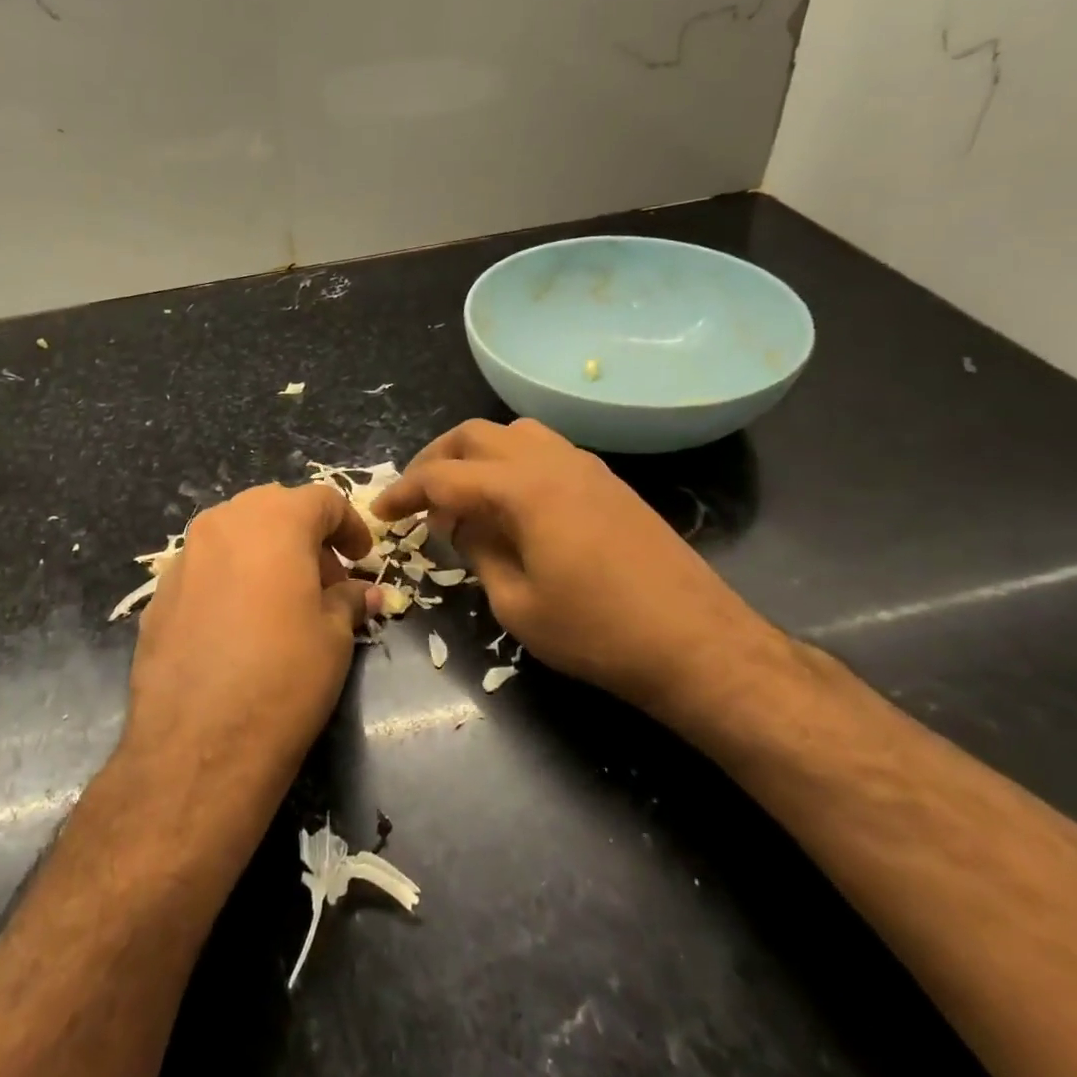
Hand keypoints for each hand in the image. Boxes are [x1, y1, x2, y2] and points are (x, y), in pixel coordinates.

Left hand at [125, 483, 379, 796]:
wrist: (198, 744)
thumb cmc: (284, 678)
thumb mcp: (334, 637)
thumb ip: (348, 600)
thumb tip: (362, 593)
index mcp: (274, 520)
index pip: (322, 500)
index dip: (349, 525)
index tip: (362, 559)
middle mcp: (223, 523)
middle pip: (274, 509)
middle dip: (305, 538)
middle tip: (325, 583)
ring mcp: (184, 556)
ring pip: (235, 536)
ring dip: (265, 555)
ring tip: (283, 604)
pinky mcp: (158, 593)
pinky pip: (206, 569)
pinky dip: (231, 580)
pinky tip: (239, 627)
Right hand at [373, 419, 785, 722]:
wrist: (696, 643)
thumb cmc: (597, 632)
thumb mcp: (517, 603)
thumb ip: (478, 551)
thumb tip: (459, 523)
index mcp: (523, 488)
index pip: (444, 476)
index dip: (405, 492)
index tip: (380, 512)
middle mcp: (552, 460)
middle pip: (475, 436)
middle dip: (435, 460)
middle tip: (415, 497)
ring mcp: (585, 466)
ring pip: (513, 434)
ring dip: (476, 456)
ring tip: (461, 498)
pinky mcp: (607, 482)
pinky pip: (544, 451)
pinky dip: (511, 465)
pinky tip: (510, 505)